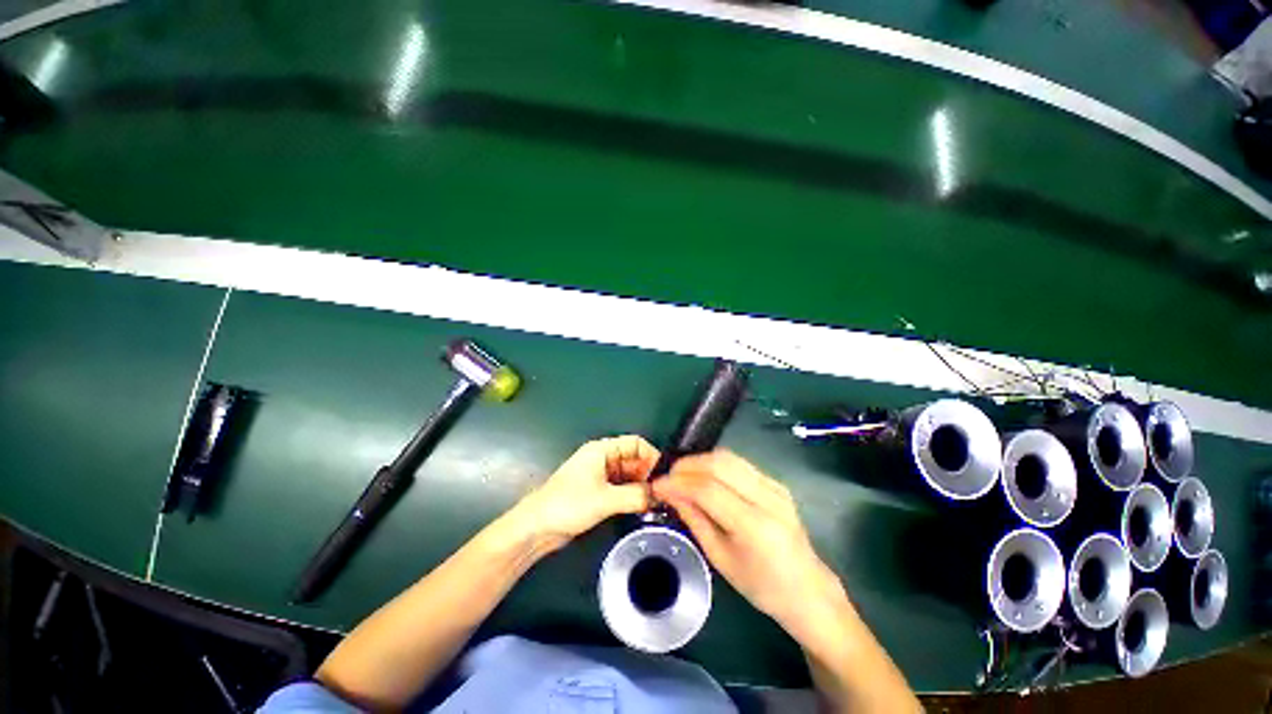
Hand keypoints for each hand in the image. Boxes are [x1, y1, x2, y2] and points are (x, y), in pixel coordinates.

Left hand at [511, 436, 659, 552]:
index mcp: (602, 450)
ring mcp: (599, 475)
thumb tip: (659, 496)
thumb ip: (635, 496)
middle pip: (633, 459)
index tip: (665, 475)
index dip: (651, 456)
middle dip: (648, 474)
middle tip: (663, 493)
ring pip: (628, 475)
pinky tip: (641, 506)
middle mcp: (603, 458)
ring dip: (640, 486)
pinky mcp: (597, 491)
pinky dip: (631, 494)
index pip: (635, 443)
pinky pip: (621, 487)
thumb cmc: (569, 504)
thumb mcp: (605, 499)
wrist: (537, 527)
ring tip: (656, 502)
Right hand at [652, 450, 848, 640]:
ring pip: (728, 457)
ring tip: (682, 474)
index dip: (678, 483)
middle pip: (719, 464)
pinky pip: (739, 463)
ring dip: (700, 461)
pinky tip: (704, 476)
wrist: (808, 589)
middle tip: (668, 476)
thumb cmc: (762, 586)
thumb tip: (670, 493)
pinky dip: (715, 464)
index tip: (657, 485)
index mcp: (754, 526)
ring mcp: (775, 486)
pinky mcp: (776, 482)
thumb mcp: (721, 559)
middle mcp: (767, 497)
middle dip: (687, 465)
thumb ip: (694, 519)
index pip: (708, 489)